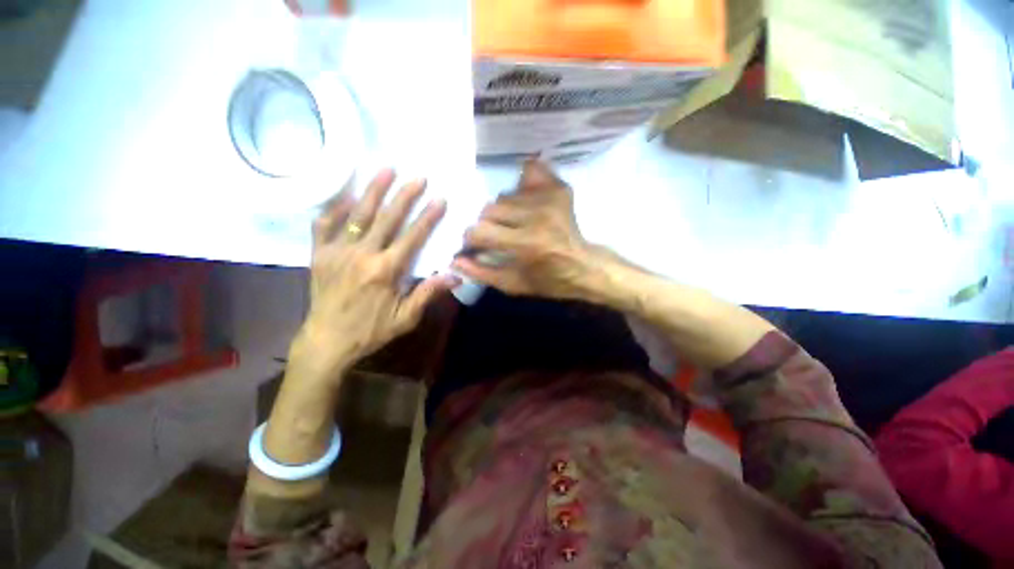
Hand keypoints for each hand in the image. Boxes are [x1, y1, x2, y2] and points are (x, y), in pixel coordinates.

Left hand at [292, 169, 458, 380]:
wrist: (327, 340)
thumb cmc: (371, 330)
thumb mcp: (406, 318)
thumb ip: (429, 293)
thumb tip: (456, 276)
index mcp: (386, 271)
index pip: (412, 237)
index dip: (428, 217)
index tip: (439, 200)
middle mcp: (362, 255)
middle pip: (387, 218)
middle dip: (404, 196)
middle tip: (418, 177)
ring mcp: (337, 251)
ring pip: (358, 214)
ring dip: (373, 190)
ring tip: (386, 170)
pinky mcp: (319, 254)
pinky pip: (325, 224)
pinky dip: (336, 208)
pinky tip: (349, 196)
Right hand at [452, 160, 601, 299]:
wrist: (585, 267)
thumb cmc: (549, 280)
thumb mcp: (514, 285)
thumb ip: (482, 273)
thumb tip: (454, 260)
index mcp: (525, 244)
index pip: (479, 231)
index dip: (472, 239)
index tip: (479, 245)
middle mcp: (536, 216)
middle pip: (490, 209)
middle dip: (489, 225)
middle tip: (500, 236)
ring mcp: (549, 198)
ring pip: (505, 195)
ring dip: (505, 210)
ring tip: (517, 222)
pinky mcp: (559, 188)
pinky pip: (531, 171)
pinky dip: (524, 182)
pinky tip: (527, 198)